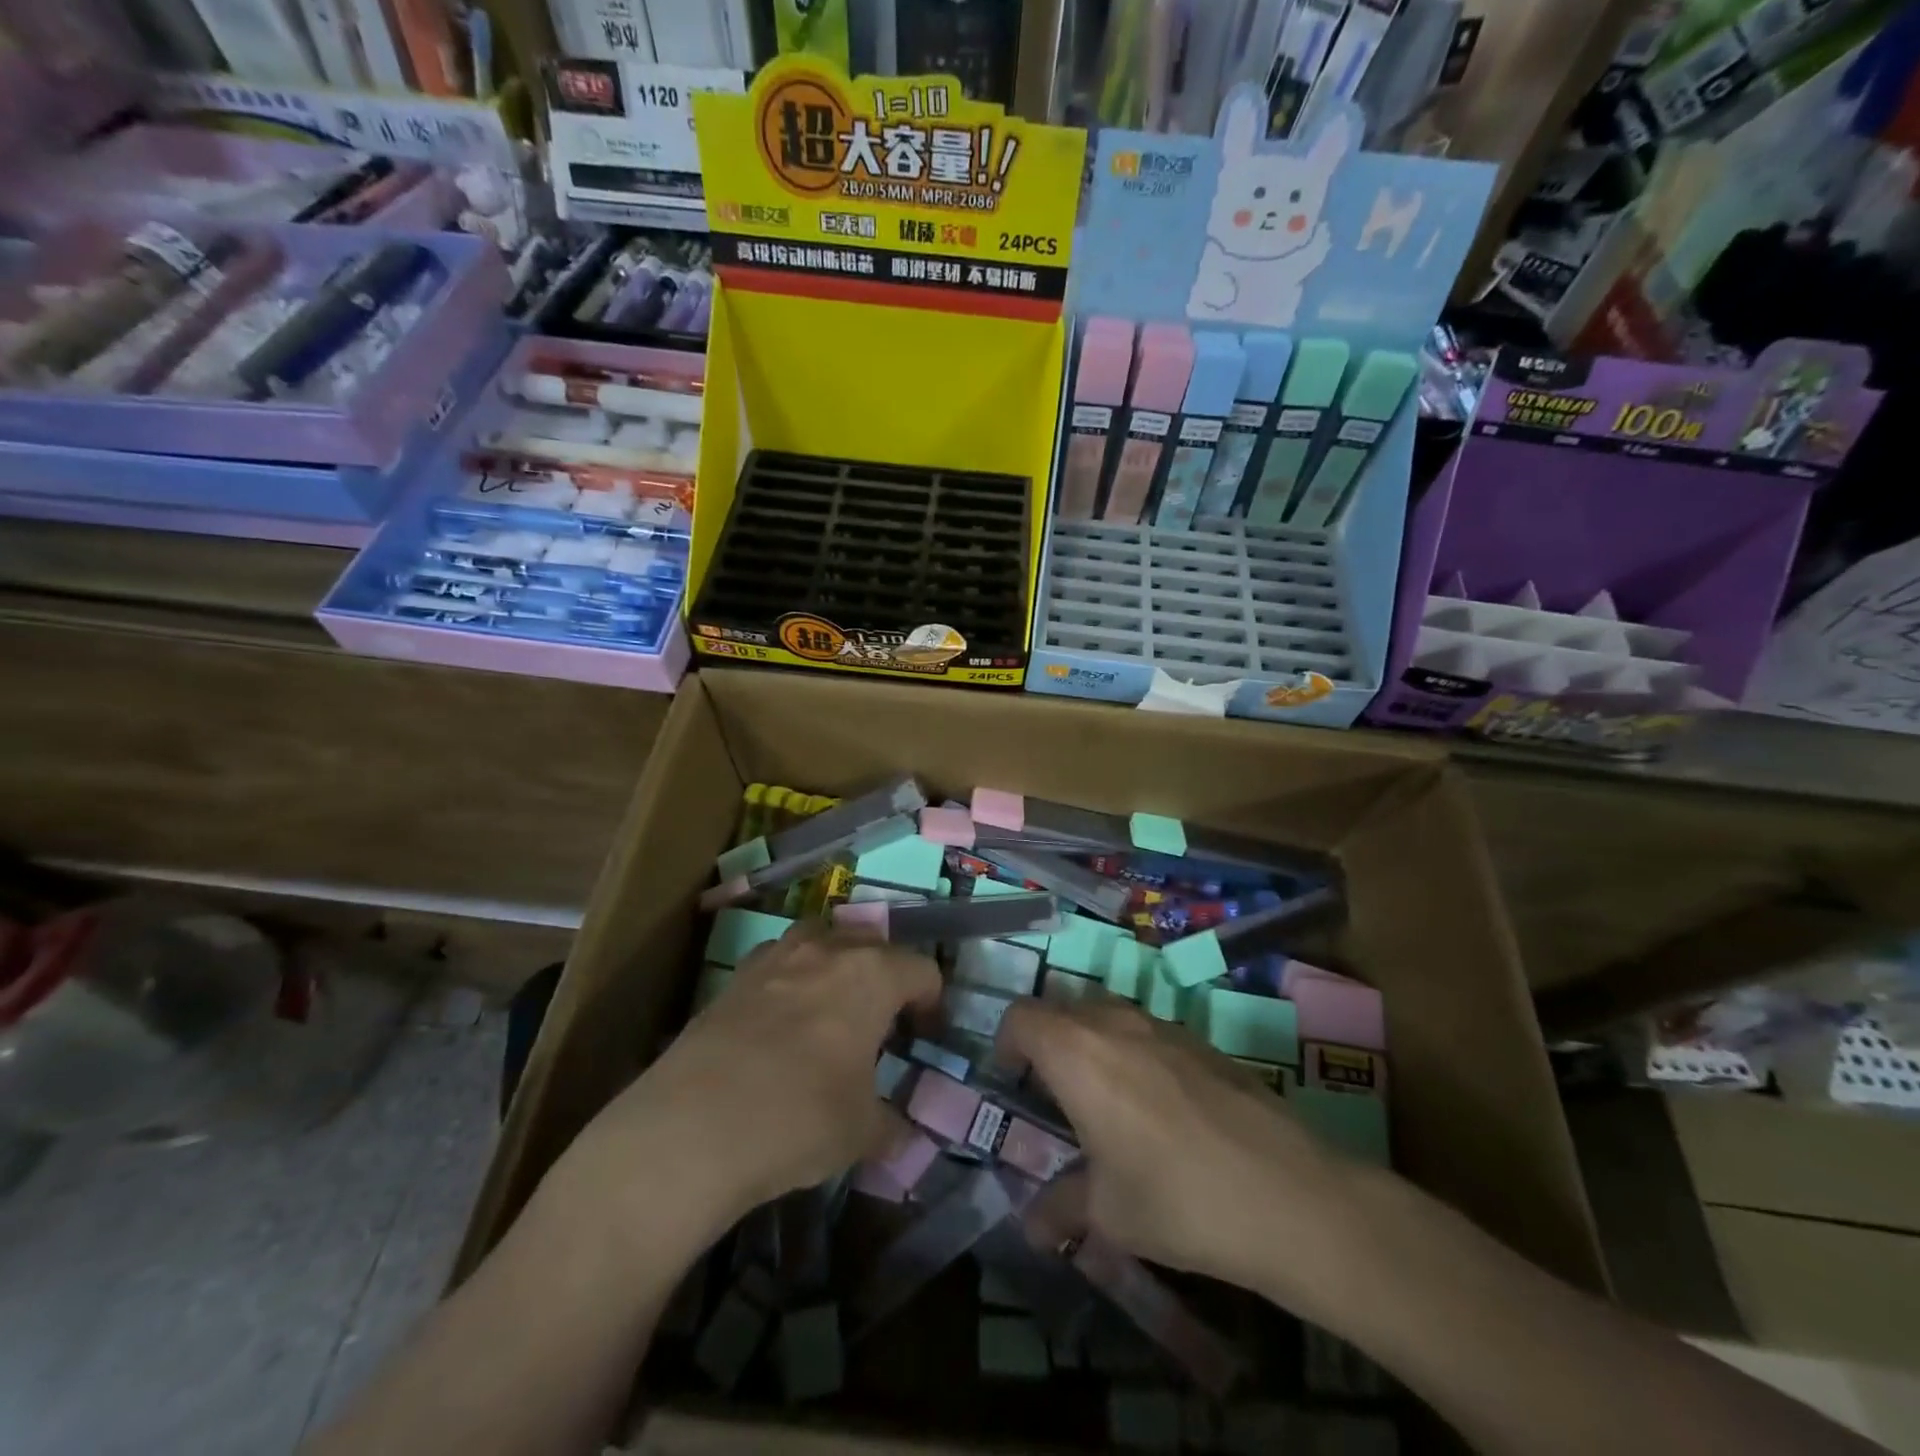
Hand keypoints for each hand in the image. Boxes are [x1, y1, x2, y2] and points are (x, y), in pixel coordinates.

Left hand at [565, 924, 941, 1245]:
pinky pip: (778, 962)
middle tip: (882, 1021)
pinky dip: (790, 979)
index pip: (921, 969)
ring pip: (820, 939)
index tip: (926, 1035)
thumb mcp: (861, 1132)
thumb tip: (901, 1136)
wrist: (692, 1127)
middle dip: (886, 974)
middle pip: (872, 943)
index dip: (932, 1001)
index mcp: (872, 975)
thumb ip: (889, 1126)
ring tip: (831, 1009)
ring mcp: (775, 958)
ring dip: (835, 964)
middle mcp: (827, 950)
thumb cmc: (800, 1118)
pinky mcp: (733, 978)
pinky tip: (781, 1023)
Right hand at [995, 997, 1362, 1311]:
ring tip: (1103, 1102)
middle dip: (1048, 1043)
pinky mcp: (1202, 1040)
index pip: (1022, 1017)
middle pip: (1062, 1008)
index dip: (1007, 1043)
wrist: (1287, 1193)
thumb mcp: (1107, 1213)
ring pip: (1107, 1015)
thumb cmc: (1176, 1197)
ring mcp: (1163, 1025)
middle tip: (1052, 1095)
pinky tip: (1157, 1108)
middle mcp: (1115, 1022)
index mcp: (1076, 1051)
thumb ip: (1060, 1208)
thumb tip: (1033, 1225)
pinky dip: (1133, 1053)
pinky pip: (1147, 1031)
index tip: (1012, 1081)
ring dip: (1092, 1044)